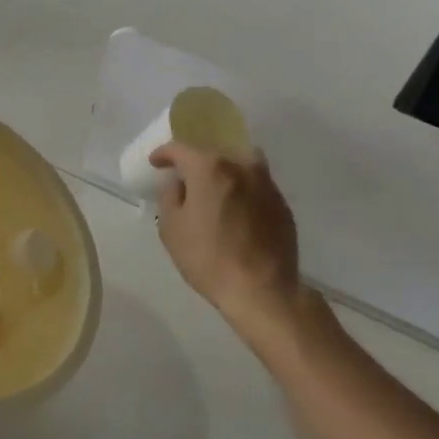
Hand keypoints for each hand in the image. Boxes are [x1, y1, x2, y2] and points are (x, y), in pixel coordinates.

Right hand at [150, 143, 303, 326]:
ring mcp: (267, 184)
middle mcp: (242, 166)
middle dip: (196, 163)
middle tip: (185, 179)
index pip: (181, 149)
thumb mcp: (172, 228)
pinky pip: (256, 185)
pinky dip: (242, 190)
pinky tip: (235, 211)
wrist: (262, 290)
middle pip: (214, 153)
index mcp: (210, 168)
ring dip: (224, 172)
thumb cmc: (208, 258)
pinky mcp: (282, 204)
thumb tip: (177, 183)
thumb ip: (170, 196)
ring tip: (213, 191)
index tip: (156, 162)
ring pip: (240, 165)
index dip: (164, 154)